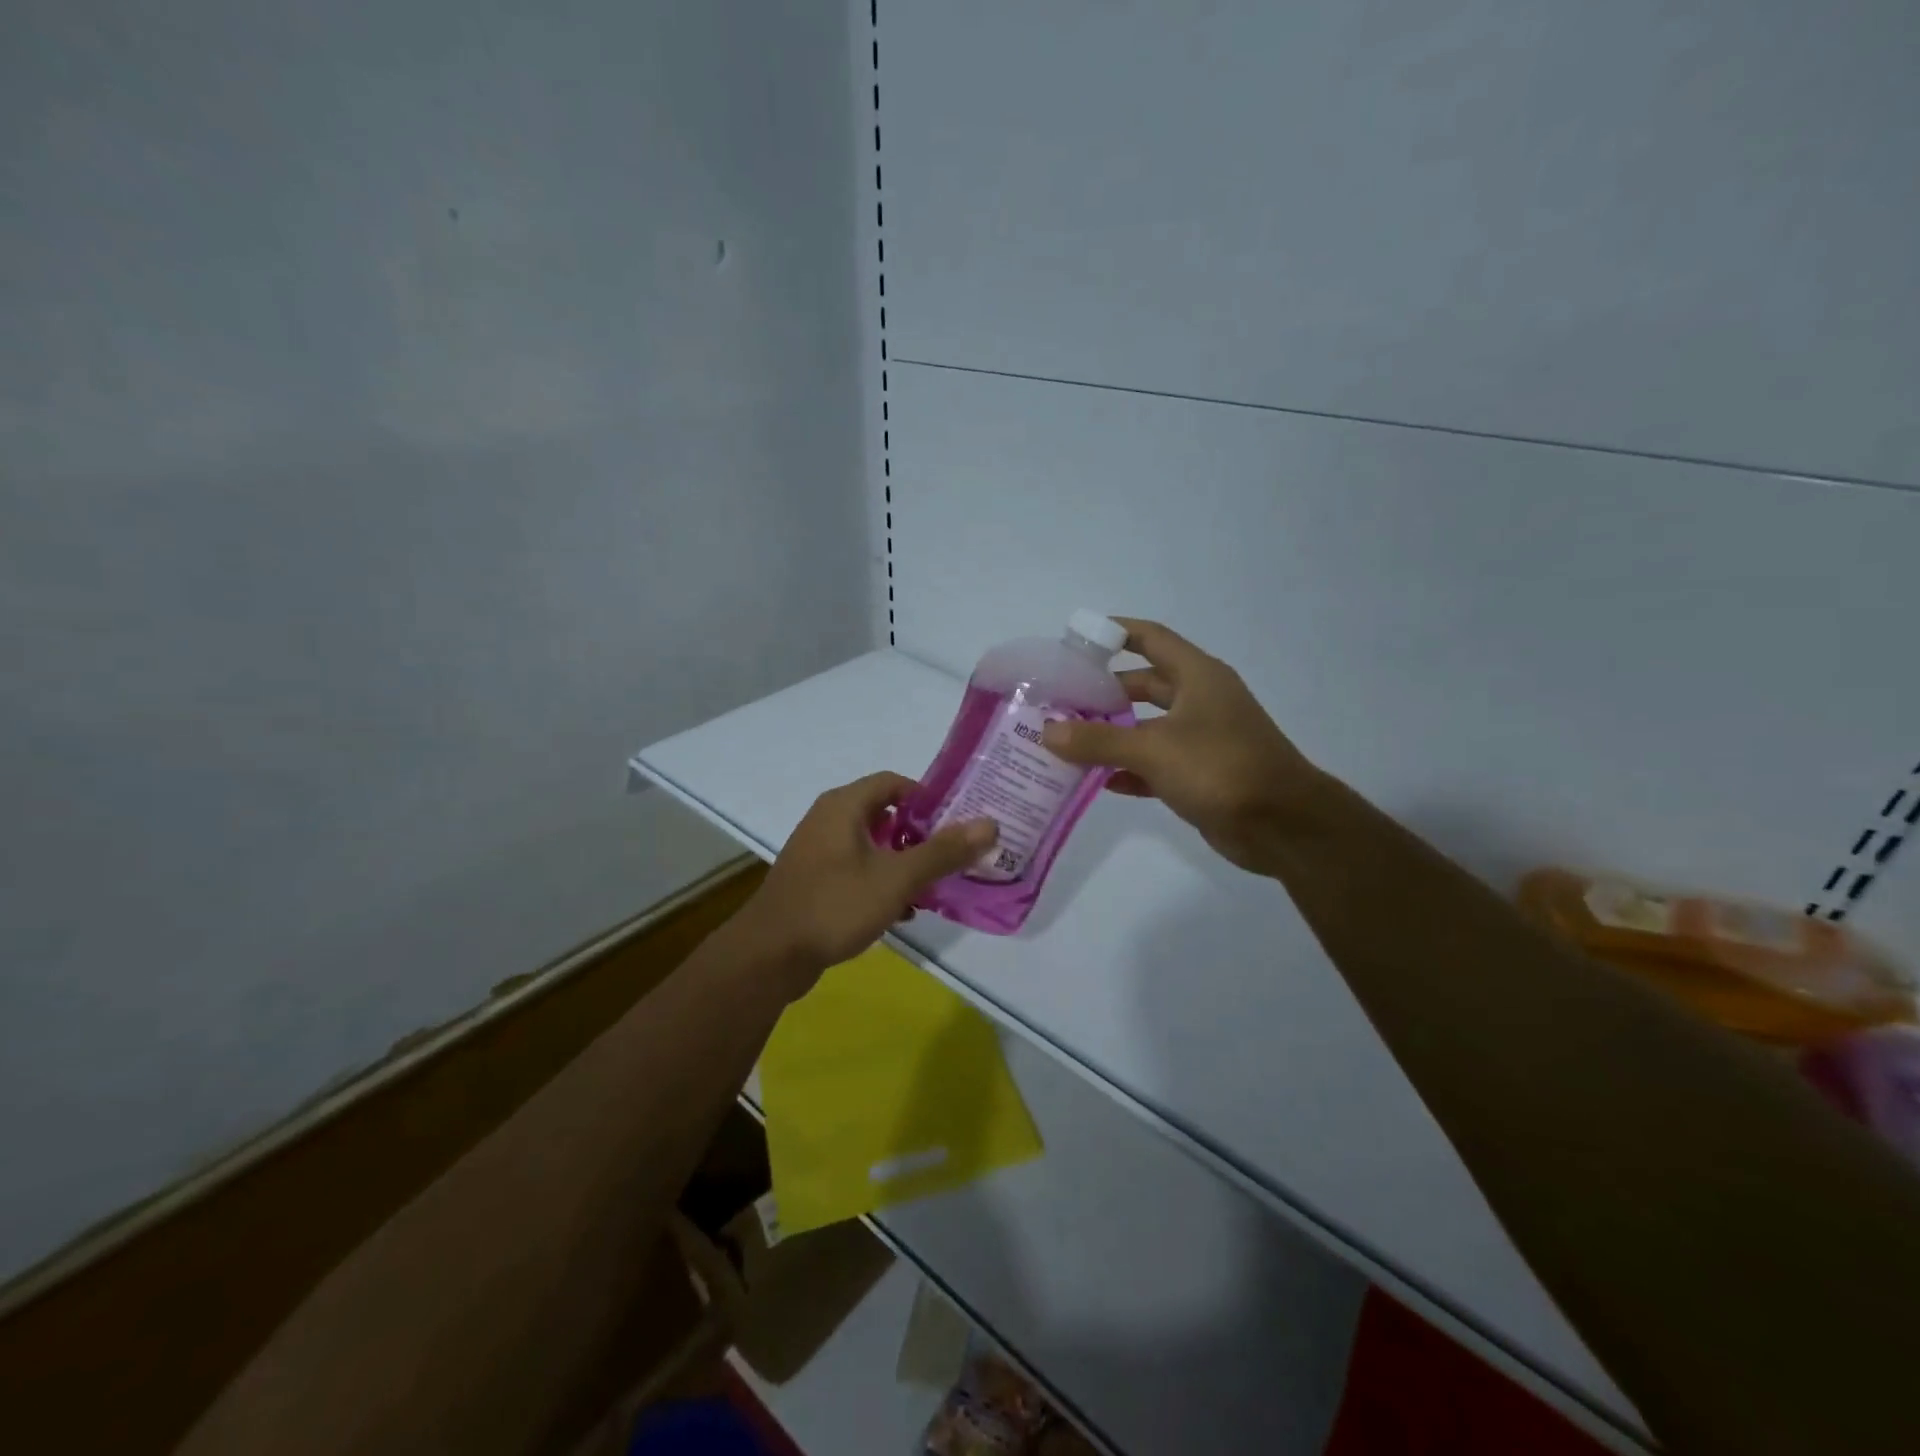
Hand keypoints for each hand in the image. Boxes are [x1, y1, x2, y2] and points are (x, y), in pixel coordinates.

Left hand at [733, 772, 996, 991]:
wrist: (770, 956)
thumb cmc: (835, 905)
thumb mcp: (897, 878)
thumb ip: (943, 852)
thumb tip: (989, 824)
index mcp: (844, 806)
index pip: (895, 782)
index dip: (928, 797)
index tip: (958, 821)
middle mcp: (828, 820)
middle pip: (885, 814)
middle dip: (921, 835)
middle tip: (953, 855)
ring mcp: (818, 852)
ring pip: (872, 846)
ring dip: (903, 862)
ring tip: (934, 886)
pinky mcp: (814, 881)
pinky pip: (857, 870)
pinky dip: (881, 882)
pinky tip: (902, 911)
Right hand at [1041, 618, 1320, 873]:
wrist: (1283, 826)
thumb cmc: (1221, 768)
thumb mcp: (1154, 749)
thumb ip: (1098, 740)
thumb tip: (1048, 731)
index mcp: (1197, 677)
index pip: (1151, 638)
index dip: (1115, 632)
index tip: (1076, 638)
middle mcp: (1200, 701)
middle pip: (1144, 685)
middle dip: (1104, 691)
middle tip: (1061, 700)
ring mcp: (1202, 739)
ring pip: (1147, 727)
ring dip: (1112, 734)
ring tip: (1067, 740)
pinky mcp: (1202, 775)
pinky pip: (1156, 764)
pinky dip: (1129, 769)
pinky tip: (1098, 781)